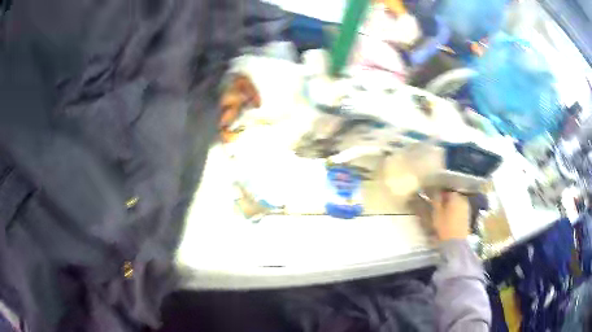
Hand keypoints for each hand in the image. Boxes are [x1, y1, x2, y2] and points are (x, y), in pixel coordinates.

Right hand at [432, 191, 469, 240]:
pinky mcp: (468, 216)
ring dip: (451, 206)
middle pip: (453, 196)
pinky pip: (460, 209)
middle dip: (446, 199)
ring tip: (444, 212)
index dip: (440, 194)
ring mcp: (467, 208)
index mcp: (455, 196)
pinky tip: (451, 217)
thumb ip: (436, 201)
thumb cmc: (445, 226)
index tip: (434, 199)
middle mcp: (463, 199)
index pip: (447, 190)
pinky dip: (455, 211)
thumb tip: (435, 192)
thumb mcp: (436, 213)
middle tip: (439, 206)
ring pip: (457, 203)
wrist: (456, 242)